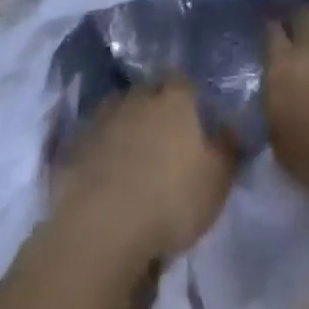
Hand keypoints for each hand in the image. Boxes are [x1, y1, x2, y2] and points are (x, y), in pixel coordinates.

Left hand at [50, 82, 236, 268]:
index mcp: (174, 99)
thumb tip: (234, 127)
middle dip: (156, 106)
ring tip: (133, 153)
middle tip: (164, 135)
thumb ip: (229, 149)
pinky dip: (101, 148)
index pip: (183, 80)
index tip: (194, 115)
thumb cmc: (169, 201)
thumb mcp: (216, 182)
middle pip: (149, 91)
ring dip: (126, 124)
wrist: (100, 229)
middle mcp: (138, 97)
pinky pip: (94, 138)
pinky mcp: (75, 144)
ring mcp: (103, 118)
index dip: (188, 96)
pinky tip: (105, 171)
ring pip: (119, 110)